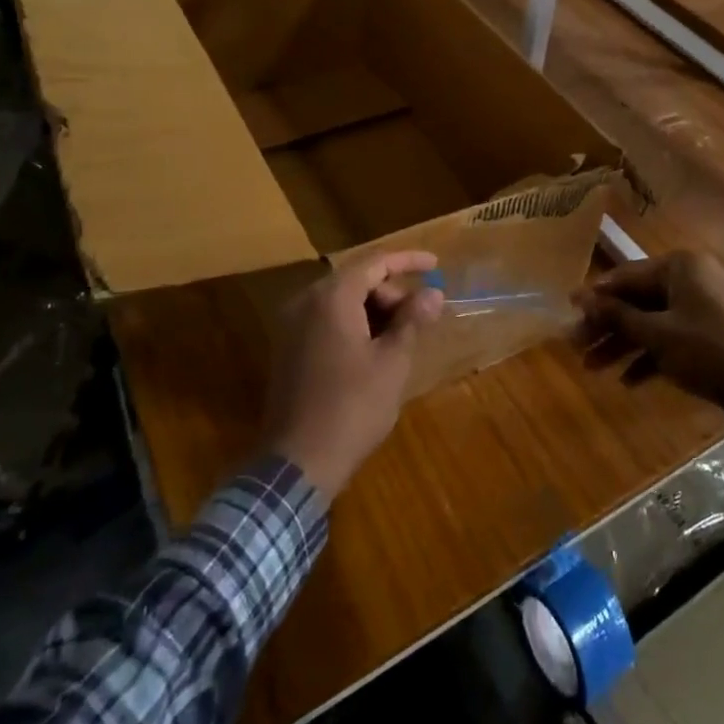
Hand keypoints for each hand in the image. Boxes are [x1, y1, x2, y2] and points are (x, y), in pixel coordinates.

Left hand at [262, 251, 443, 501]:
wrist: (297, 463)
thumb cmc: (352, 407)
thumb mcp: (392, 362)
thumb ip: (412, 320)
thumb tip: (433, 293)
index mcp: (331, 298)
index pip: (374, 262)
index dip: (408, 260)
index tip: (436, 264)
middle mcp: (306, 302)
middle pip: (356, 280)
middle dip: (392, 292)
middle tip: (420, 318)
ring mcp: (291, 326)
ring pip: (341, 301)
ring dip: (374, 310)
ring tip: (402, 337)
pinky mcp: (287, 350)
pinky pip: (326, 321)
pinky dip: (354, 324)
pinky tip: (375, 350)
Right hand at [574, 251, 723, 427]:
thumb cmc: (707, 351)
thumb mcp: (657, 335)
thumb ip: (617, 315)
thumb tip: (581, 298)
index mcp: (682, 266)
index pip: (627, 276)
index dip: (595, 295)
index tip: (568, 310)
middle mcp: (694, 277)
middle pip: (639, 300)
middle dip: (607, 326)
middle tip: (576, 346)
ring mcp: (707, 304)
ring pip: (655, 320)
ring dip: (624, 344)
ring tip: (593, 368)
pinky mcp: (715, 331)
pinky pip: (675, 335)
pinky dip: (653, 354)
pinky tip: (628, 381)